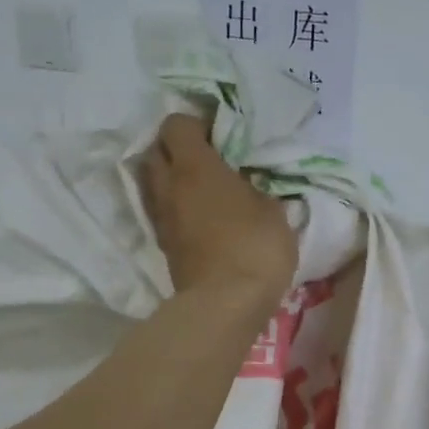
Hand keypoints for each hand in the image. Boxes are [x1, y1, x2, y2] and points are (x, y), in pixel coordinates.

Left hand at [140, 113, 296, 300]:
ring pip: (154, 184)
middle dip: (175, 149)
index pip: (177, 125)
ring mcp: (162, 219)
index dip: (196, 123)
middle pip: (155, 151)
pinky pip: (164, 214)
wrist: (226, 304)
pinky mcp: (164, 248)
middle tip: (206, 159)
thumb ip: (256, 190)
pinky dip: (177, 209)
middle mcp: (169, 187)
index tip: (220, 135)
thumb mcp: (273, 211)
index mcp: (195, 167)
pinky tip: (202, 218)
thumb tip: (248, 187)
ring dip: (172, 180)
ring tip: (202, 189)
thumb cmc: (255, 247)